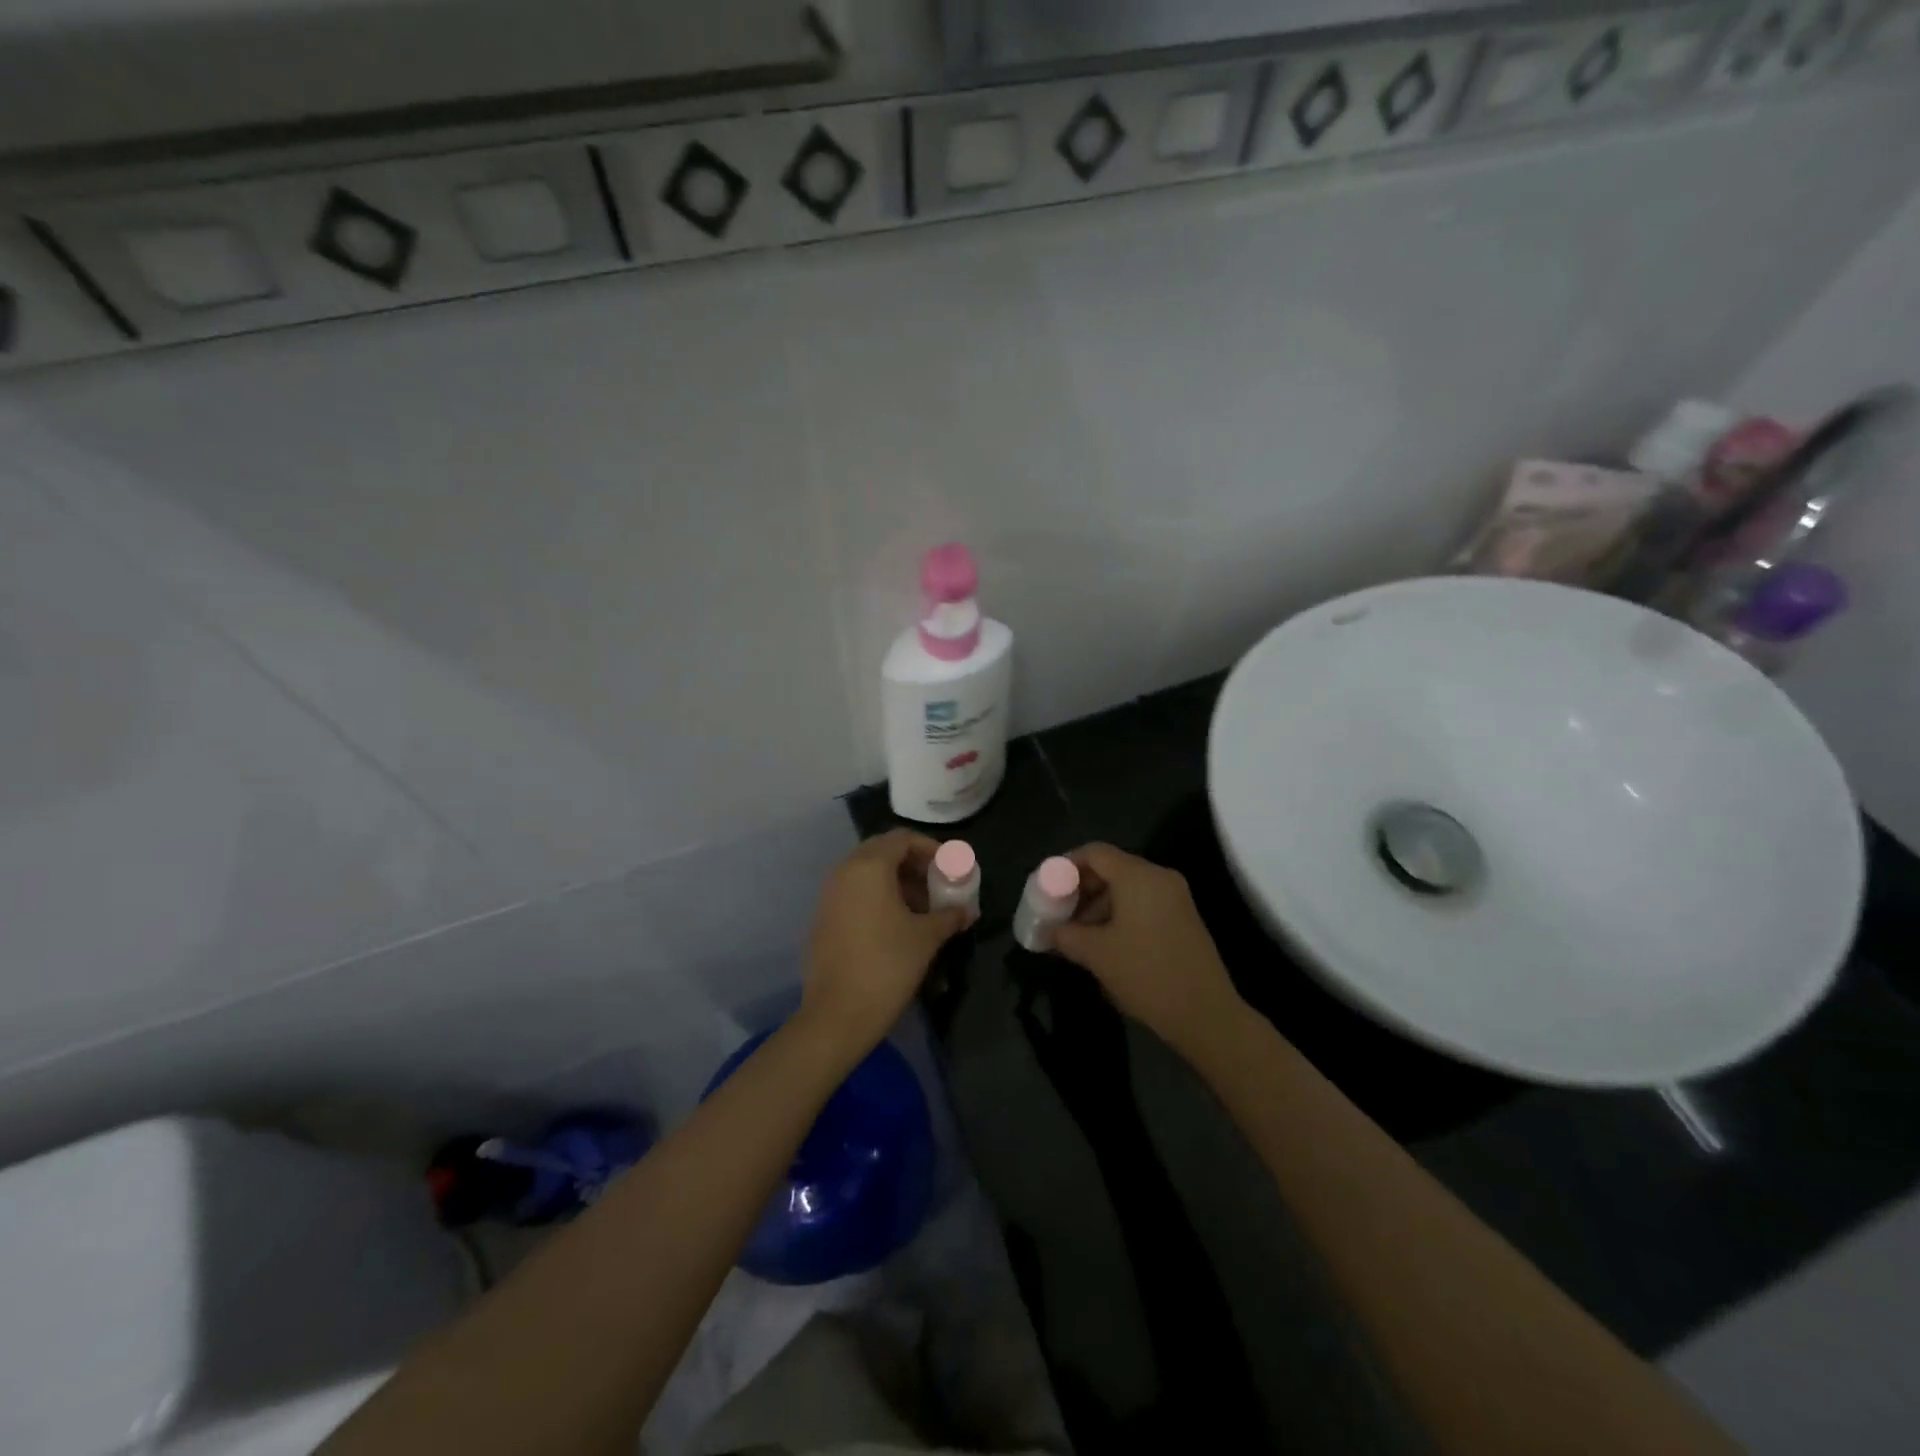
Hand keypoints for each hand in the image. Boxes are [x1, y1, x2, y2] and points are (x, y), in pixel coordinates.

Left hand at [798, 830, 967, 1062]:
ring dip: (896, 882)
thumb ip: (949, 915)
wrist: (837, 1014)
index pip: (902, 839)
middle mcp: (844, 872)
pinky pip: (854, 893)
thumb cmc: (888, 965)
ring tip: (922, 909)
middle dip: (912, 864)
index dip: (930, 848)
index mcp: (869, 867)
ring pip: (866, 873)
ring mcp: (829, 895)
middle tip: (936, 885)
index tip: (949, 868)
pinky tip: (896, 925)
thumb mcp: (927, 937)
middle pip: (882, 852)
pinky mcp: (823, 918)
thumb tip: (966, 911)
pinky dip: (876, 897)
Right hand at [1051, 844, 1248, 1059]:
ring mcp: (1175, 898)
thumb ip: (1065, 934)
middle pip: (1111, 868)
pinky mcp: (1183, 918)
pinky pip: (1143, 902)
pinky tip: (1104, 942)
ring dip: (1098, 904)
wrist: (1206, 1014)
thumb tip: (1045, 930)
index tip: (1046, 887)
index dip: (1066, 865)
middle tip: (1058, 912)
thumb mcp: (1096, 954)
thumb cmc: (1146, 974)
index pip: (1095, 852)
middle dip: (1081, 888)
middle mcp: (1159, 877)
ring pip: (1127, 887)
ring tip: (1077, 934)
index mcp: (1138, 876)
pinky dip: (1119, 913)